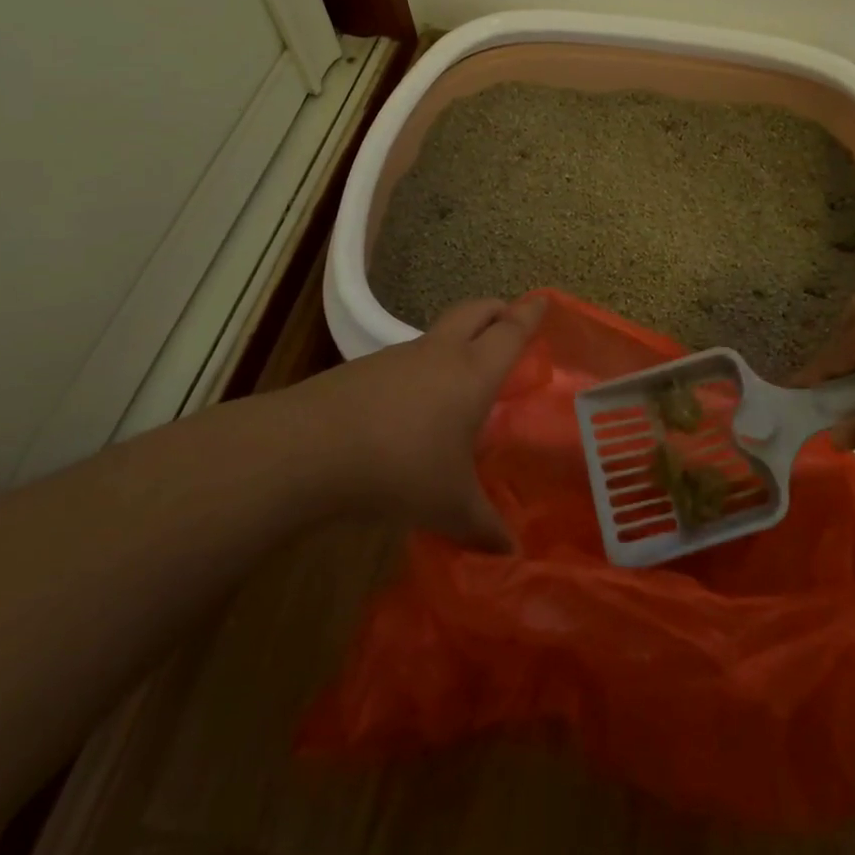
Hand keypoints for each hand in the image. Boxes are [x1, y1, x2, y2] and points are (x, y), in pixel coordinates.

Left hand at [306, 295, 544, 549]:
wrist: (311, 448)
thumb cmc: (401, 468)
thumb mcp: (450, 506)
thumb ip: (484, 526)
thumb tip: (511, 554)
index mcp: (473, 373)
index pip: (511, 332)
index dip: (530, 315)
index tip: (543, 300)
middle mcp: (440, 353)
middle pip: (475, 311)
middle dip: (496, 310)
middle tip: (509, 320)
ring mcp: (398, 357)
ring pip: (438, 334)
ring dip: (457, 341)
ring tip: (463, 376)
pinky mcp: (364, 369)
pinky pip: (407, 360)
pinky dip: (422, 369)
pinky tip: (414, 407)